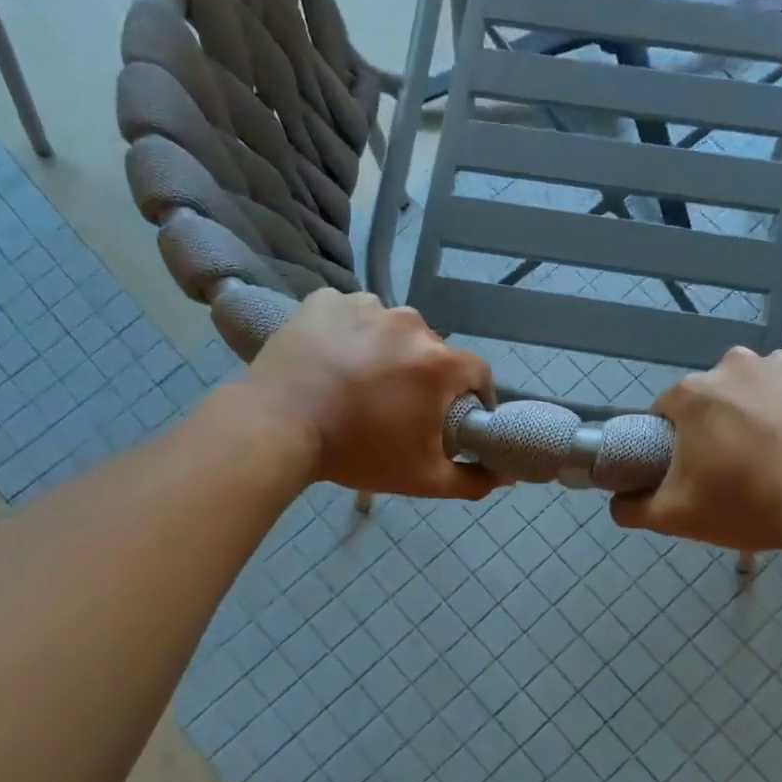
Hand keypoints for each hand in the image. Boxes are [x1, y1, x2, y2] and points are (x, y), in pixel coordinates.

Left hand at [244, 290, 497, 499]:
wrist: (276, 427)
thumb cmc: (356, 452)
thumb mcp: (422, 479)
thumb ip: (471, 480)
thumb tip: (504, 476)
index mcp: (438, 362)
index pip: (477, 373)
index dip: (471, 396)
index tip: (455, 416)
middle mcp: (410, 323)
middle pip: (432, 351)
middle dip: (423, 376)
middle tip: (396, 406)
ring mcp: (365, 306)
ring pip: (391, 330)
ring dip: (385, 352)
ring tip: (358, 382)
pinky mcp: (325, 301)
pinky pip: (351, 314)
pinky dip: (348, 333)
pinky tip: (332, 360)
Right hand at [611, 348, 781, 551]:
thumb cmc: (750, 504)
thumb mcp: (678, 517)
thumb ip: (634, 508)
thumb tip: (616, 502)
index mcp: (694, 395)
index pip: (669, 410)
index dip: (677, 439)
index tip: (696, 466)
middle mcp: (734, 364)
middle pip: (718, 394)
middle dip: (723, 421)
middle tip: (743, 463)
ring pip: (763, 383)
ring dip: (766, 407)